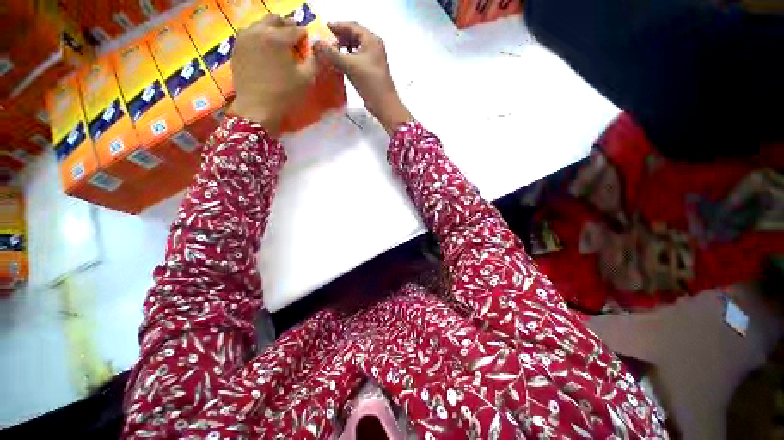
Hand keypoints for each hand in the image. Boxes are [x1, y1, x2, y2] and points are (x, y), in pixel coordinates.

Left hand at [228, 15, 317, 135]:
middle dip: (287, 25)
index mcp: (277, 38)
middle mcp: (259, 31)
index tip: (308, 42)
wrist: (257, 108)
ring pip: (260, 24)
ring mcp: (245, 38)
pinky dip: (260, 36)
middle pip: (276, 19)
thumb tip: (318, 50)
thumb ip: (314, 61)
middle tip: (294, 38)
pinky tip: (265, 49)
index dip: (305, 35)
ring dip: (272, 29)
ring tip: (279, 42)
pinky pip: (249, 33)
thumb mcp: (306, 79)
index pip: (296, 29)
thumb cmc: (284, 94)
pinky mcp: (237, 47)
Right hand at [314, 21, 412, 134]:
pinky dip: (346, 60)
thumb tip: (316, 43)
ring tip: (328, 54)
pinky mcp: (370, 71)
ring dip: (341, 50)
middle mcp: (373, 47)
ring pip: (354, 49)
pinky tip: (337, 65)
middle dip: (337, 38)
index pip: (351, 26)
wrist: (384, 105)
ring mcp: (372, 60)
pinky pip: (356, 60)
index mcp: (371, 40)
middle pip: (352, 36)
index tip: (321, 30)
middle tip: (323, 43)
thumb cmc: (370, 83)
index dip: (336, 26)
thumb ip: (332, 53)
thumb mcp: (350, 66)